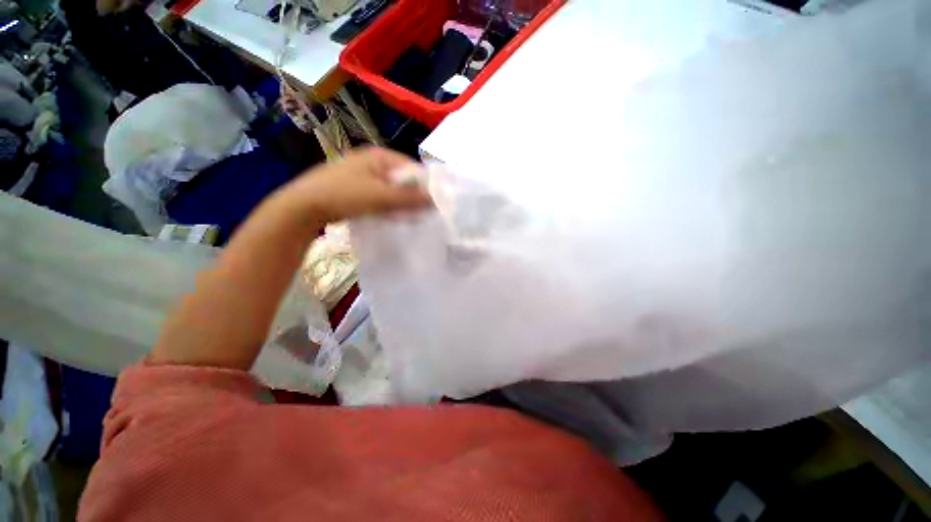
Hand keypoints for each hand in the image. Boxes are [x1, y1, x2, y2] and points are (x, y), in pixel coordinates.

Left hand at [282, 147, 431, 224]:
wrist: (303, 206)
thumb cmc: (343, 195)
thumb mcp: (379, 196)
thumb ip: (409, 198)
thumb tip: (436, 199)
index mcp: (379, 156)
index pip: (412, 167)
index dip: (425, 184)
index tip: (433, 203)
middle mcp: (373, 161)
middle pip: (403, 178)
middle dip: (413, 195)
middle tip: (421, 212)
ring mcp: (364, 174)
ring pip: (393, 188)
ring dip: (401, 201)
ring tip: (408, 216)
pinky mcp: (358, 187)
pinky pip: (382, 195)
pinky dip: (389, 204)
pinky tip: (391, 215)